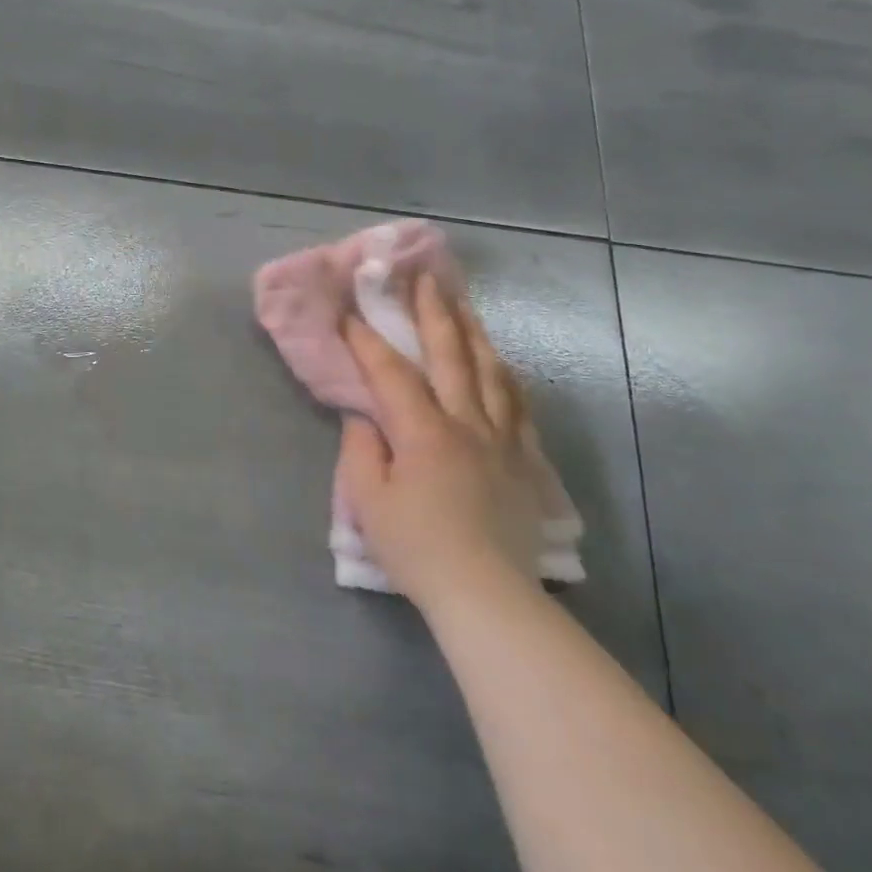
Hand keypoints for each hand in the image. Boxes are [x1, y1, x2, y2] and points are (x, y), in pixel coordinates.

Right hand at [337, 275, 545, 615]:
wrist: (486, 594)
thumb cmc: (417, 547)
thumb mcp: (368, 501)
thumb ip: (362, 450)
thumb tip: (365, 416)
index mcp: (423, 431)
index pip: (391, 373)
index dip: (367, 341)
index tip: (349, 313)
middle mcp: (466, 423)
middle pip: (451, 356)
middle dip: (433, 313)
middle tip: (425, 278)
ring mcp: (501, 440)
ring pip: (490, 373)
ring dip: (473, 333)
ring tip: (464, 304)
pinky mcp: (523, 461)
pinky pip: (518, 406)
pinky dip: (506, 377)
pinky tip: (501, 364)